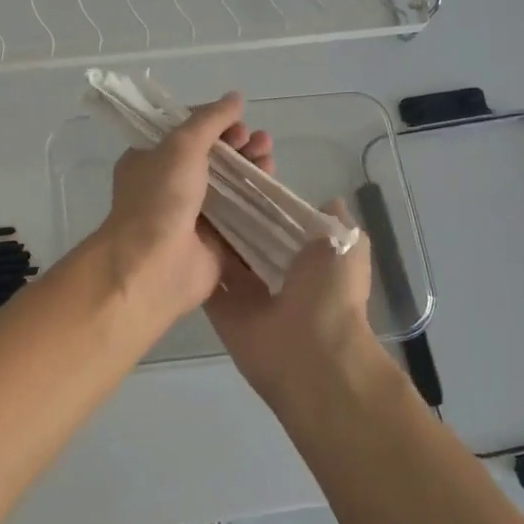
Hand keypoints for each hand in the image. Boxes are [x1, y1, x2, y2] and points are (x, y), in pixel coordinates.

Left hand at [95, 93, 268, 325]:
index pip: (186, 133)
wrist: (154, 266)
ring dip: (250, 169)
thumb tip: (235, 97)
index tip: (237, 122)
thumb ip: (210, 120)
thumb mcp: (181, 146)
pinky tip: (273, 188)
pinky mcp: (215, 243)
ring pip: (229, 186)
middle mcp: (169, 186)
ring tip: (269, 159)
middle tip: (260, 141)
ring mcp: (193, 216)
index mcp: (150, 160)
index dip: (214, 124)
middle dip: (238, 146)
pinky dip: (257, 202)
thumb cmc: (160, 198)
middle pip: (212, 158)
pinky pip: (240, 217)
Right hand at [204, 177, 384, 409]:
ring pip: (223, 258)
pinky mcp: (223, 311)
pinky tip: (175, 229)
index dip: (260, 200)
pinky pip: (205, 282)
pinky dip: (192, 261)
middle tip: (204, 180)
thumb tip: (327, 200)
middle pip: (247, 239)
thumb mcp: (348, 244)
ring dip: (209, 234)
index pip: (277, 223)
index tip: (237, 170)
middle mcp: (276, 275)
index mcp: (307, 259)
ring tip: (185, 197)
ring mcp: (247, 295)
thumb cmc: (331, 293)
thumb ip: (336, 221)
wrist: (312, 354)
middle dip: (230, 214)